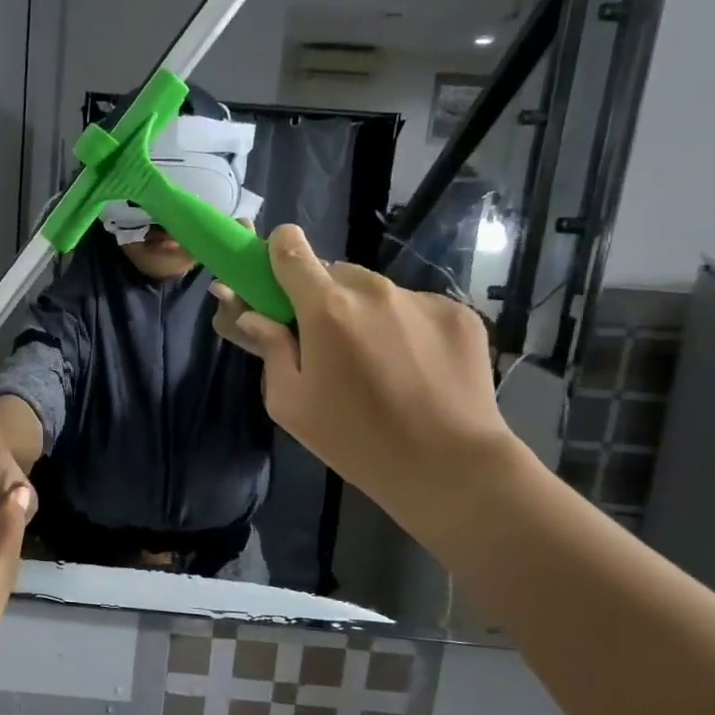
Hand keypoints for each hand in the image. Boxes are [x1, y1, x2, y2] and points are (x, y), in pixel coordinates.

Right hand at [211, 225, 523, 546]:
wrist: (449, 465)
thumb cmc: (356, 440)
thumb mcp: (291, 404)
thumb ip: (270, 349)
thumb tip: (256, 316)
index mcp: (325, 309)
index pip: (291, 248)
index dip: (279, 254)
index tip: (277, 278)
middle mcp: (373, 290)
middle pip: (334, 274)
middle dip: (324, 300)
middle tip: (329, 346)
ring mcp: (421, 298)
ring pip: (377, 292)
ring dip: (367, 315)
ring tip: (379, 365)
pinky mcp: (458, 313)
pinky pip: (416, 308)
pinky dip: (407, 329)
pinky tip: (416, 370)